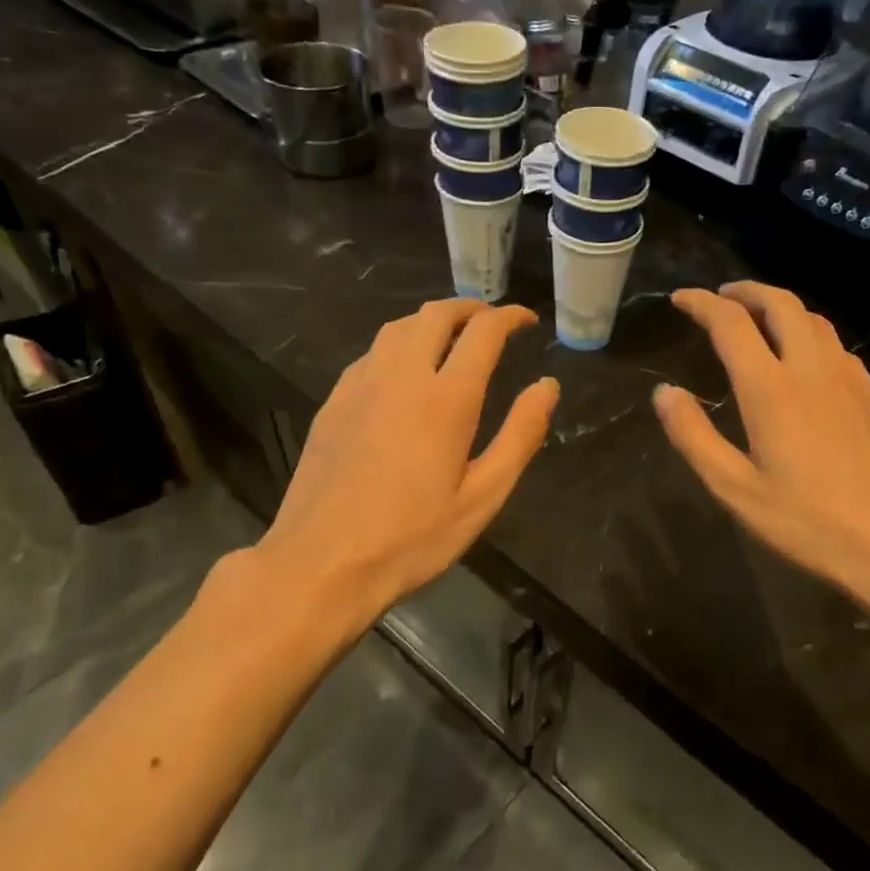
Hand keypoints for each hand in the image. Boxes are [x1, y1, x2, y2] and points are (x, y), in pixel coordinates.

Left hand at [242, 300, 557, 640]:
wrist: (321, 562)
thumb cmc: (412, 537)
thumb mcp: (482, 496)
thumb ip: (521, 435)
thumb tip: (548, 386)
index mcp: (446, 398)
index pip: (483, 331)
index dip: (509, 317)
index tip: (526, 320)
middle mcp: (401, 375)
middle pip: (436, 314)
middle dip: (471, 308)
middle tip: (492, 322)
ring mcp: (360, 384)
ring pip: (399, 326)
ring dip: (432, 320)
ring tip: (453, 337)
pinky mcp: (334, 401)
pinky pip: (372, 352)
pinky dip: (399, 343)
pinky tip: (404, 370)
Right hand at [654, 282, 869, 616]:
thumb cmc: (809, 523)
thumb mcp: (736, 490)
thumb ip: (694, 436)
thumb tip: (664, 393)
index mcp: (771, 389)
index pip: (731, 323)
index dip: (701, 303)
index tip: (680, 298)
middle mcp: (812, 369)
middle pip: (780, 303)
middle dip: (745, 290)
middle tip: (721, 297)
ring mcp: (850, 379)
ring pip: (814, 319)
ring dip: (780, 306)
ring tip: (758, 318)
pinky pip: (837, 345)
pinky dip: (809, 333)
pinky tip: (805, 360)